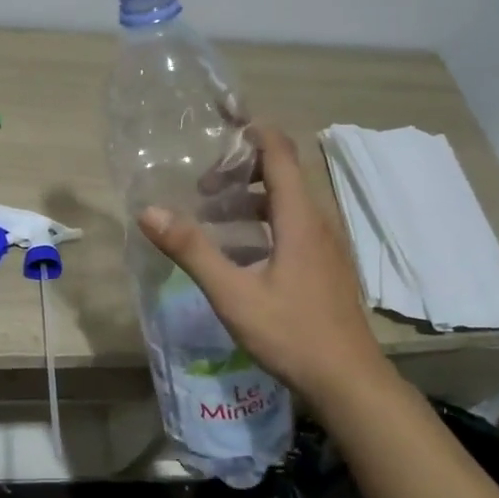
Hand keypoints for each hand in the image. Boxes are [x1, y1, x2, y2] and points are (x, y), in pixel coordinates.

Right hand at [138, 126, 381, 399]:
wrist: (349, 382)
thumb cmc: (292, 333)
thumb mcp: (233, 293)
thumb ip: (192, 250)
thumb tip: (149, 211)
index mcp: (298, 218)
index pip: (278, 151)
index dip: (251, 128)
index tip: (221, 115)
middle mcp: (316, 221)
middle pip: (281, 173)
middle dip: (240, 169)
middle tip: (202, 187)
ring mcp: (324, 244)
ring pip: (285, 201)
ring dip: (248, 198)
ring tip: (210, 215)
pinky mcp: (324, 264)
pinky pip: (291, 225)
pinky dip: (261, 221)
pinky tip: (236, 251)